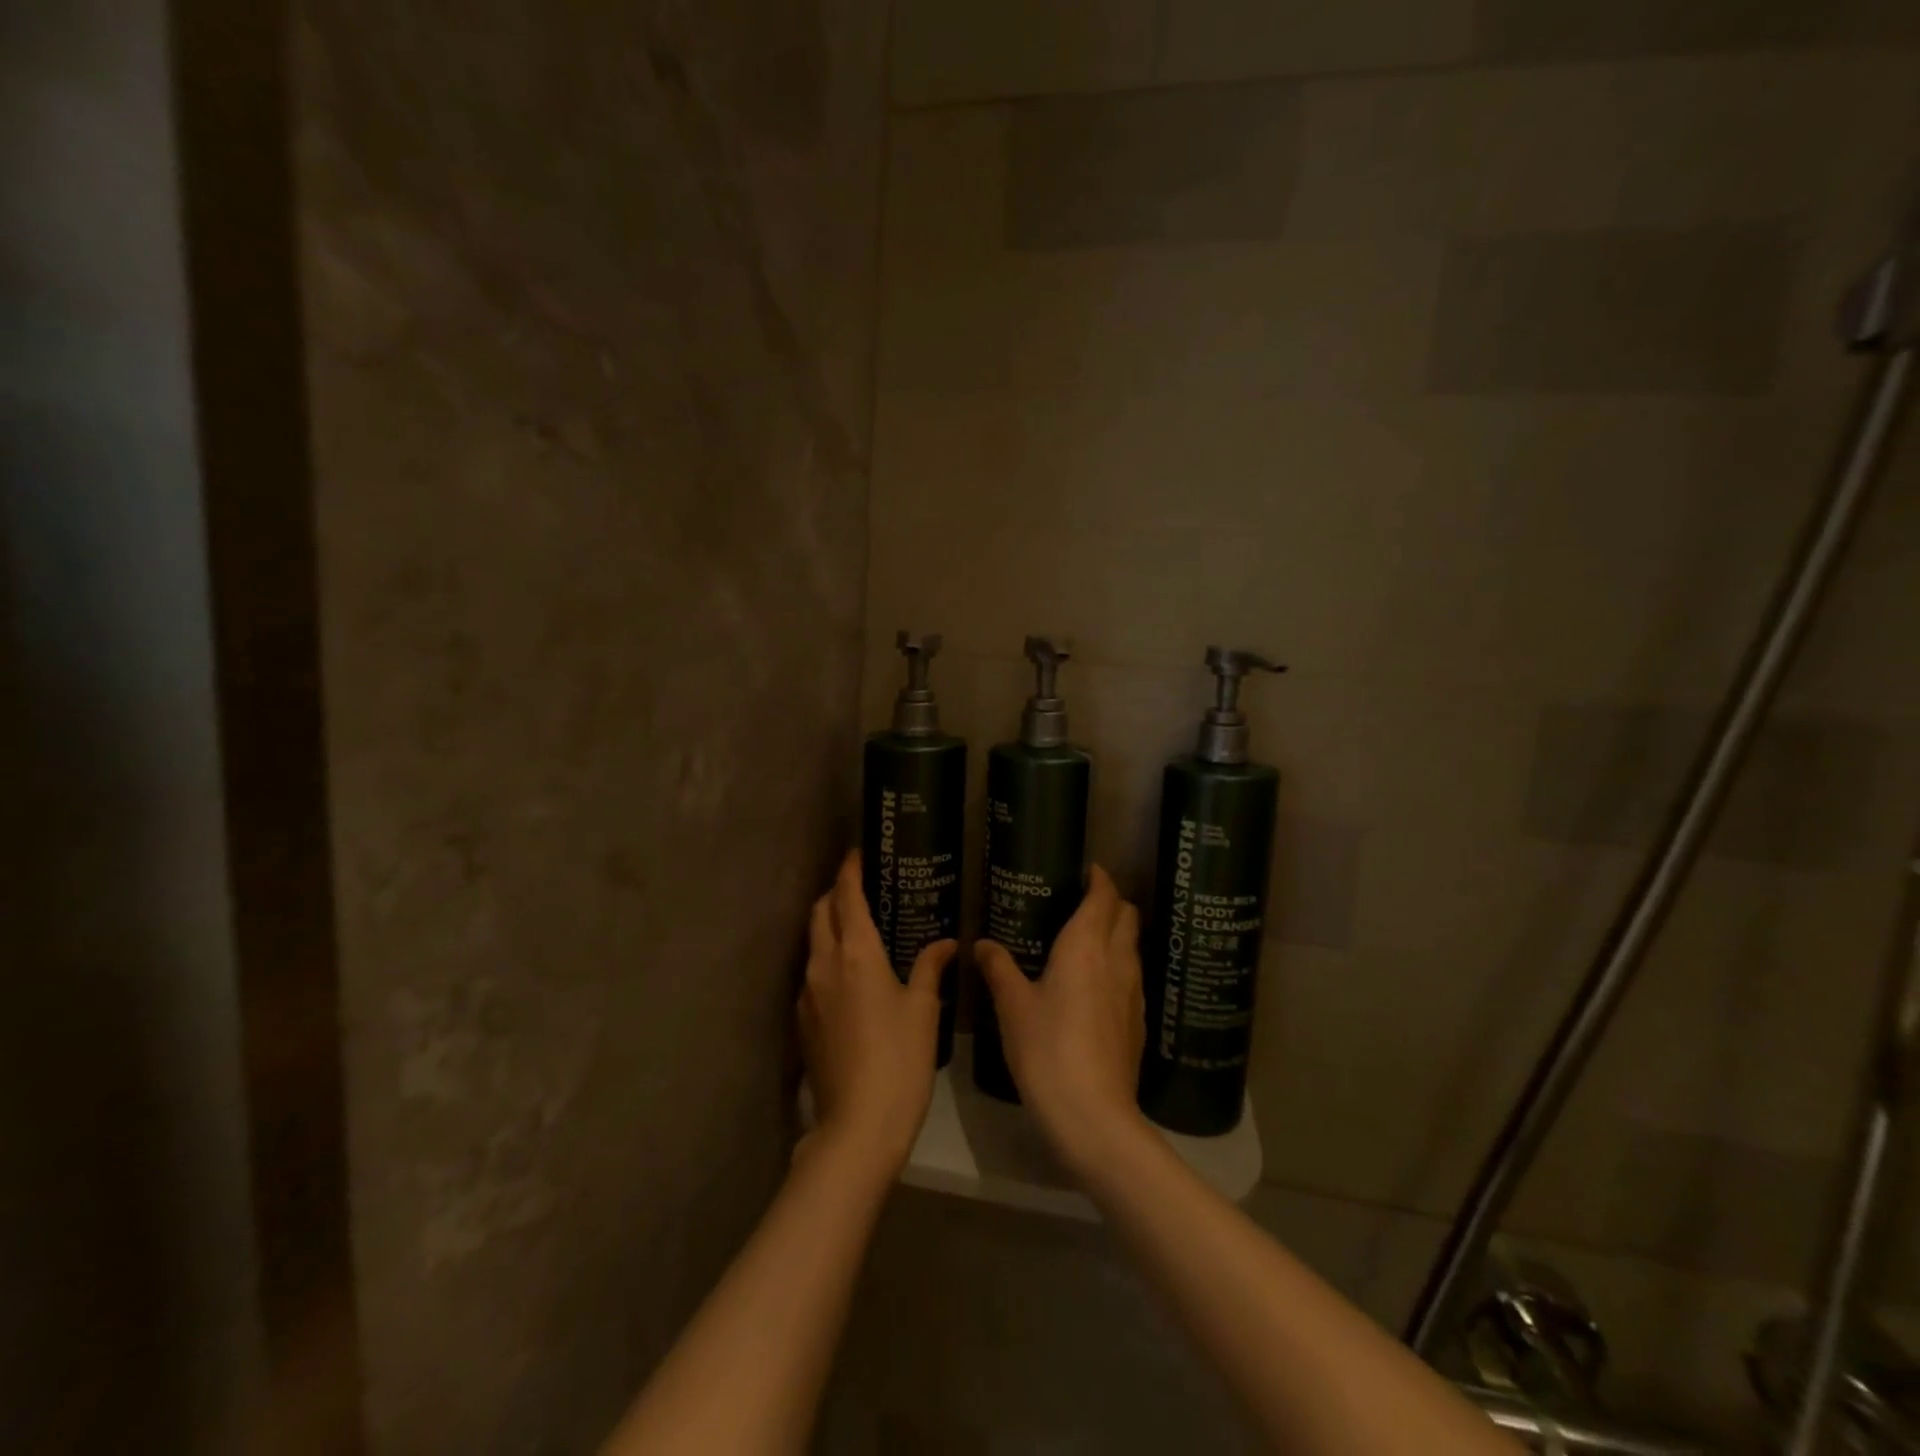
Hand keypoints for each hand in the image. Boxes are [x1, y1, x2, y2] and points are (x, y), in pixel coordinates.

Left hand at [800, 851, 953, 1175]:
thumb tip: (946, 943)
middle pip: (821, 912)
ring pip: (813, 941)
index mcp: (856, 953)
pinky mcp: (802, 1019)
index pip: (847, 896)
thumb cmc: (899, 1059)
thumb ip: (930, 967)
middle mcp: (824, 963)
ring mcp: (807, 992)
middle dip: (835, 893)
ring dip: (828, 925)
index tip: (858, 853)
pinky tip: (848, 975)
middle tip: (861, 888)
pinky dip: (826, 957)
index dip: (850, 870)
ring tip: (857, 928)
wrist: (857, 1125)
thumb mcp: (923, 1009)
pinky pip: (811, 972)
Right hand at [976, 865, 1146, 1172]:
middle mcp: (1117, 961)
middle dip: (1111, 902)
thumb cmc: (1047, 1048)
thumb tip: (982, 944)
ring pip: (1133, 947)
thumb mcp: (1013, 1006)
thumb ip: (999, 968)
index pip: (1104, 897)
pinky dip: (1118, 966)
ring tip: (1086, 941)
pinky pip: (1132, 977)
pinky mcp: (1138, 1022)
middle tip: (1082, 903)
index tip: (1087, 870)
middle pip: (1128, 916)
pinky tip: (1096, 986)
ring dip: (1117, 934)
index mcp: (1086, 946)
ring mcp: (1134, 993)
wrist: (1094, 1116)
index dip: (1099, 878)